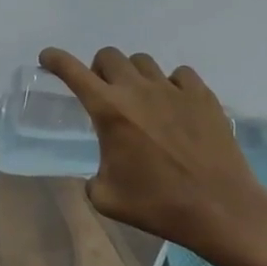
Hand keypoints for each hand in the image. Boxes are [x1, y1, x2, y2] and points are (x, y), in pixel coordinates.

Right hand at [39, 46, 266, 248]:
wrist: (219, 208)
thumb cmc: (157, 205)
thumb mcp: (106, 198)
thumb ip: (92, 176)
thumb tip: (100, 171)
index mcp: (109, 111)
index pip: (73, 72)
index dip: (56, 59)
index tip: (47, 57)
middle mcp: (138, 91)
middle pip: (109, 56)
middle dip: (98, 70)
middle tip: (103, 93)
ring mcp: (173, 89)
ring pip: (143, 62)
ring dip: (132, 75)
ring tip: (139, 100)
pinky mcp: (203, 96)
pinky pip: (179, 75)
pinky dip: (170, 84)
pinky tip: (173, 106)